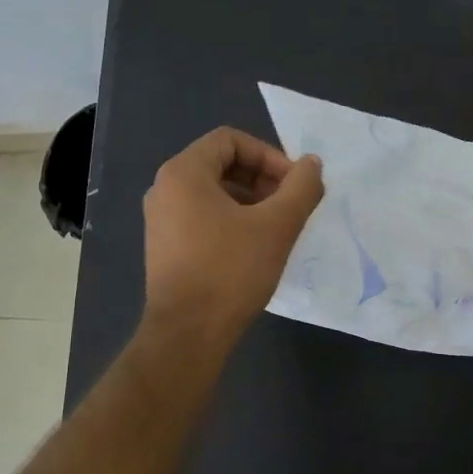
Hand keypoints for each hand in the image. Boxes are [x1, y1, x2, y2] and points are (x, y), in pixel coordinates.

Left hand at [142, 127, 324, 348]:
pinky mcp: (165, 247)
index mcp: (183, 173)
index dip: (269, 155)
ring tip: (277, 229)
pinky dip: (231, 222)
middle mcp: (164, 189)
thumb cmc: (230, 271)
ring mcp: (160, 220)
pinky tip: (254, 249)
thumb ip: (300, 187)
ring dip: (250, 202)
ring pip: (213, 194)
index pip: (230, 140)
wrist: (187, 333)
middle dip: (262, 179)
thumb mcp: (276, 226)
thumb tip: (312, 164)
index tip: (294, 184)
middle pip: (220, 164)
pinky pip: (202, 217)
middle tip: (290, 206)